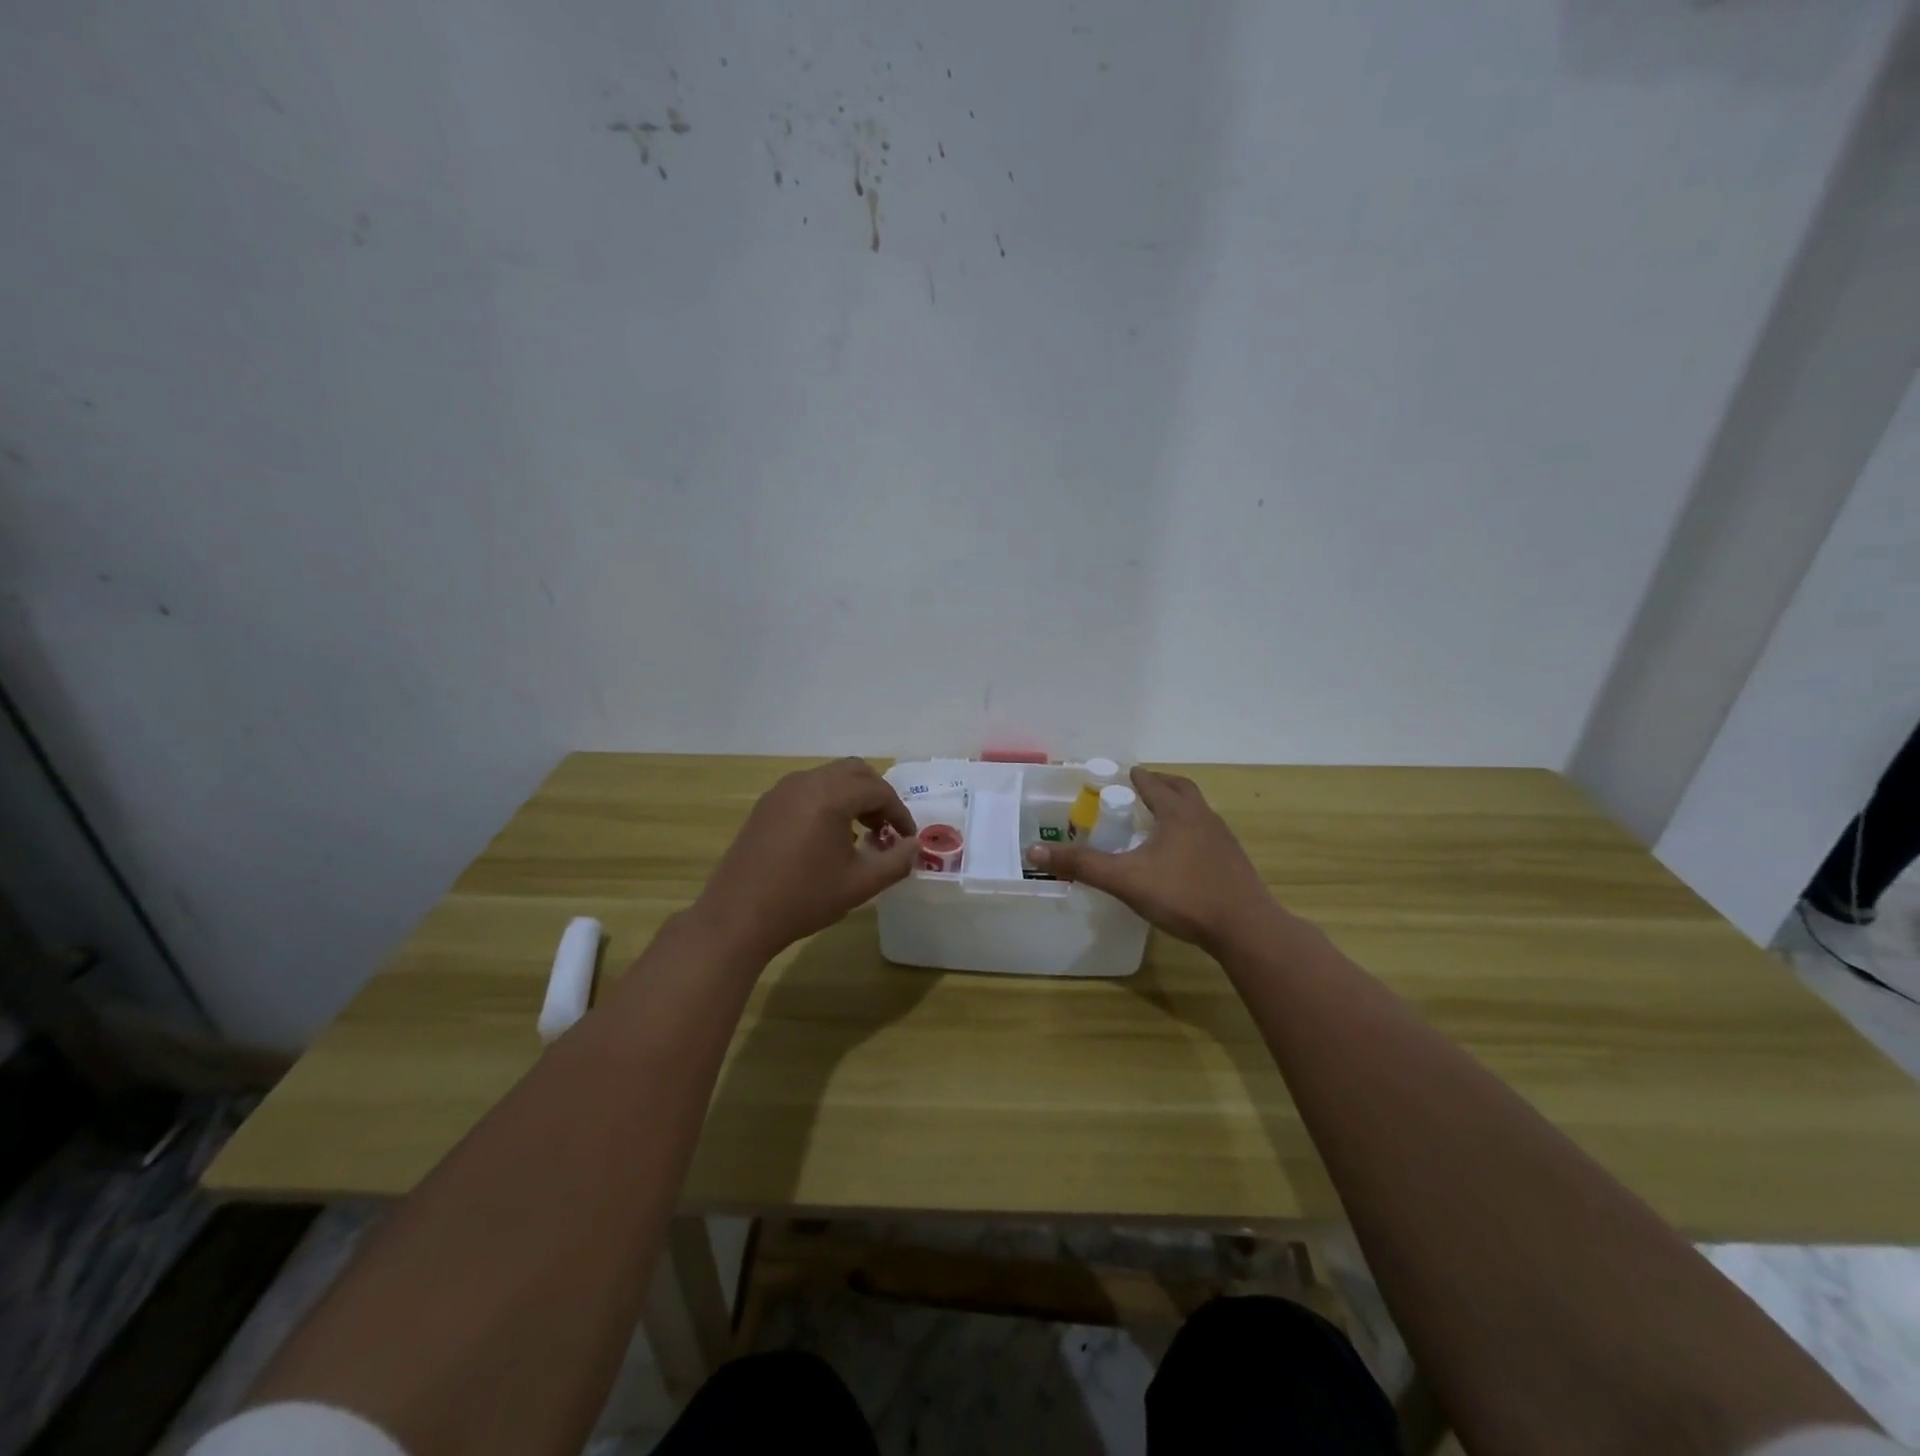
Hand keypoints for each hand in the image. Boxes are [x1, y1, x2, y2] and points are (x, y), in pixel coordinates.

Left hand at [692, 758, 918, 961]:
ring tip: (861, 832)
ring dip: (852, 796)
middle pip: (855, 771)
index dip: (900, 813)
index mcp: (830, 797)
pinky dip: (828, 800)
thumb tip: (914, 846)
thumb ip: (896, 861)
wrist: (737, 917)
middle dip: (877, 796)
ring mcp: (782, 791)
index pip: (878, 790)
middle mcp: (805, 783)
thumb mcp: (860, 884)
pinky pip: (808, 789)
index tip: (906, 838)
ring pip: (829, 777)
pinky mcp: (766, 804)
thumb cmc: (803, 899)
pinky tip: (827, 836)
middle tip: (886, 828)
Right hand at [1026, 767, 1280, 954]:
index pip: (1152, 784)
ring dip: (1177, 808)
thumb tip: (1034, 850)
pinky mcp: (1233, 862)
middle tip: (1139, 790)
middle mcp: (1203, 817)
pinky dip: (1189, 833)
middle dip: (1159, 785)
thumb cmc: (1184, 895)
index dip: (1134, 778)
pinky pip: (1206, 835)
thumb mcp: (1125, 879)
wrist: (1246, 929)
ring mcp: (1222, 840)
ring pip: (1197, 811)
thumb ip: (1081, 865)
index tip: (1120, 776)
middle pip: (1180, 789)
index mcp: (1178, 812)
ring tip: (1157, 821)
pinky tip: (1179, 856)